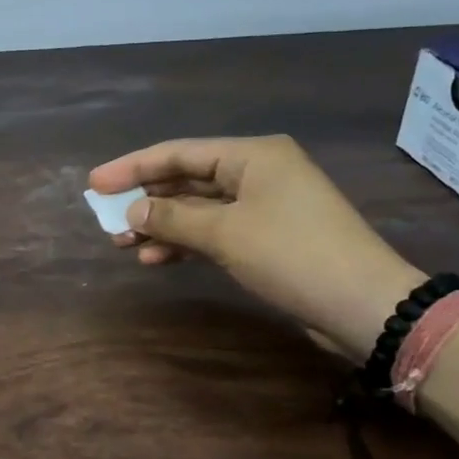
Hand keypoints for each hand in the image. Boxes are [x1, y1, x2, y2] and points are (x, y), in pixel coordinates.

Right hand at [89, 136, 424, 361]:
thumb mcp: (225, 233)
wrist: (363, 305)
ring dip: (161, 225)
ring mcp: (265, 206)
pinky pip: (215, 231)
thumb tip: (132, 210)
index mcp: (252, 155)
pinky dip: (185, 243)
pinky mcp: (268, 237)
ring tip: (123, 243)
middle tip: (106, 218)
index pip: (178, 153)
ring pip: (198, 209)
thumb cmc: (292, 254)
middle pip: (187, 180)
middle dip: (146, 199)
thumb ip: (173, 218)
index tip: (94, 184)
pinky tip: (155, 258)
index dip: (132, 167)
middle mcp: (258, 172)